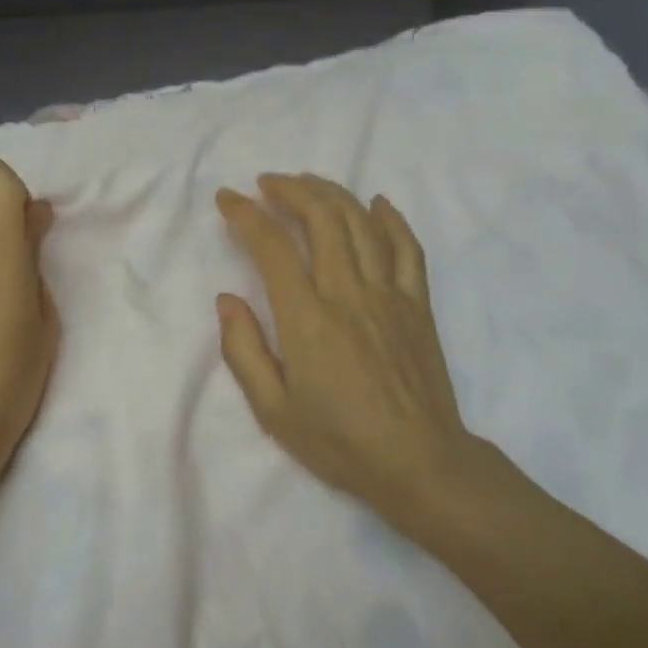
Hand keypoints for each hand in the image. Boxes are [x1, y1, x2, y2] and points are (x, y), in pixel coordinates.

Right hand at [216, 175, 471, 526]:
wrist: (419, 463)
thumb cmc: (340, 442)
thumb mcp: (273, 411)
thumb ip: (243, 350)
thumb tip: (227, 299)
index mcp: (308, 319)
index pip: (272, 247)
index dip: (246, 215)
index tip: (228, 199)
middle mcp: (348, 293)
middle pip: (321, 218)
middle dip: (291, 190)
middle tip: (268, 183)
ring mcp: (389, 294)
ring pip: (361, 223)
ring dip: (332, 193)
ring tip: (308, 184)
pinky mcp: (418, 304)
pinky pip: (408, 248)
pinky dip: (392, 219)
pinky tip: (377, 203)